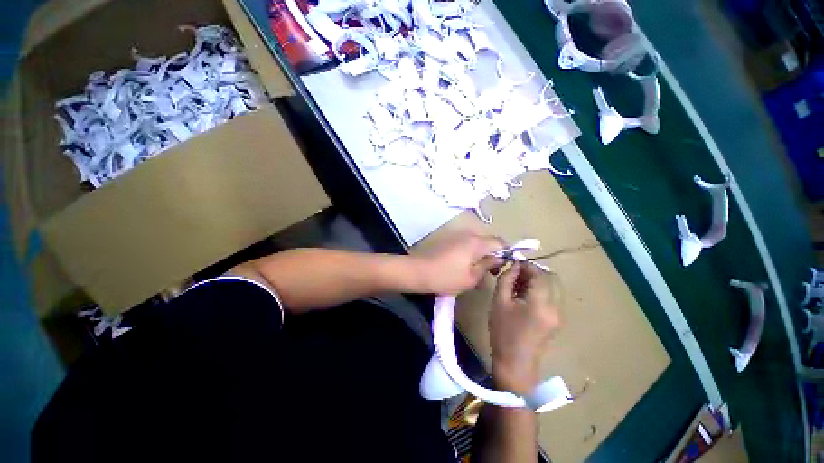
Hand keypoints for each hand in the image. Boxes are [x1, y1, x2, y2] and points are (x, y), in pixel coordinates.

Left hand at [416, 233, 504, 294]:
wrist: (419, 271)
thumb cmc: (446, 277)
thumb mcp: (471, 277)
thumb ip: (488, 265)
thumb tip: (500, 258)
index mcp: (476, 242)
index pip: (500, 242)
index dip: (506, 254)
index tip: (503, 267)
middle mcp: (468, 235)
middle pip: (488, 242)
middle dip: (493, 256)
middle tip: (490, 273)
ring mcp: (458, 236)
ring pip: (477, 244)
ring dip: (481, 256)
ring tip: (477, 273)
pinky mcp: (450, 240)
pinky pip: (467, 245)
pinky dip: (471, 254)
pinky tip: (466, 267)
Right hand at [489, 263, 560, 394]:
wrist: (515, 362)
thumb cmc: (503, 331)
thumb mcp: (499, 301)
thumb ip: (506, 279)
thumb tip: (514, 265)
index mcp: (540, 303)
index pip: (540, 274)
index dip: (527, 266)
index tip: (513, 264)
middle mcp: (556, 307)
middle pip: (552, 278)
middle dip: (534, 271)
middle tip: (516, 274)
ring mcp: (559, 314)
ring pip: (553, 286)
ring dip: (537, 280)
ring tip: (518, 284)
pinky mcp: (557, 319)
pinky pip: (552, 296)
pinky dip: (540, 290)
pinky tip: (524, 295)